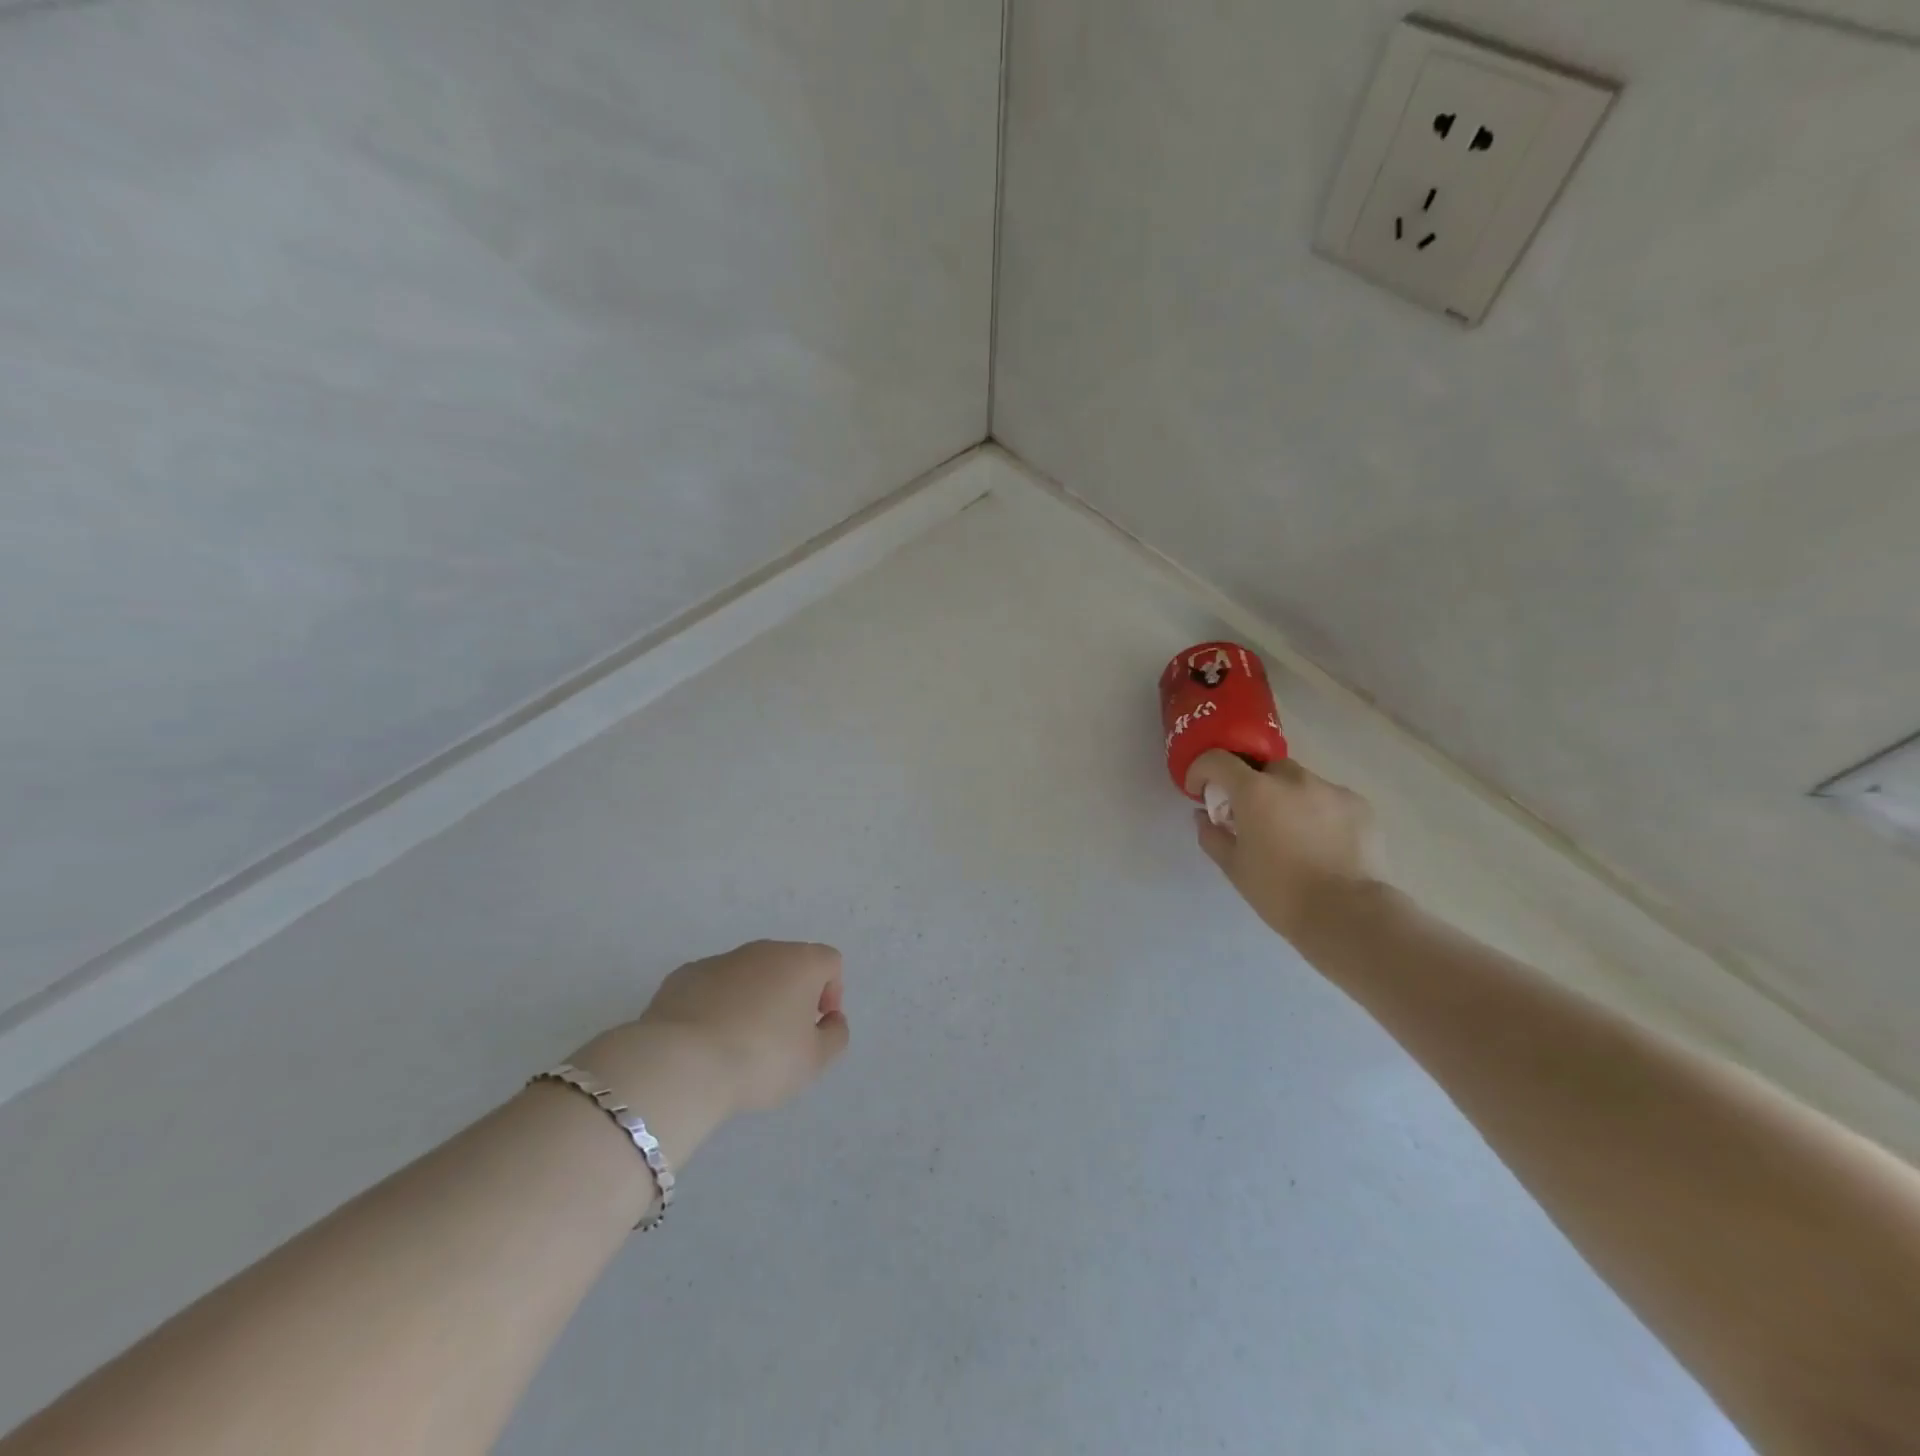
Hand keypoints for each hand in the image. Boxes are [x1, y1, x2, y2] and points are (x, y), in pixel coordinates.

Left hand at [579, 940, 849, 1122]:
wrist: (682, 1063)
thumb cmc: (761, 1059)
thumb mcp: (814, 1061)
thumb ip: (834, 1036)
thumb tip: (831, 1020)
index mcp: (800, 962)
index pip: (829, 962)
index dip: (831, 993)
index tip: (816, 1028)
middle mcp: (763, 950)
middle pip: (788, 964)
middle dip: (790, 995)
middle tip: (780, 1039)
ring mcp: (720, 960)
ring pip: (747, 974)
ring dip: (752, 999)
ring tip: (738, 1044)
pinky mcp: (683, 976)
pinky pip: (712, 987)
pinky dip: (715, 1006)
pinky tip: (705, 1041)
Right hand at [1186, 751, 1381, 942]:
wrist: (1348, 914)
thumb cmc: (1280, 892)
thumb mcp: (1233, 867)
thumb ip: (1212, 835)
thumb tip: (1204, 815)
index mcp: (1255, 791)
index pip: (1217, 760)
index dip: (1202, 771)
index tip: (1201, 792)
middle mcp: (1292, 779)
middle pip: (1263, 769)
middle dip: (1251, 786)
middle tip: (1251, 817)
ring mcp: (1330, 789)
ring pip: (1299, 782)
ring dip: (1287, 798)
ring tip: (1292, 833)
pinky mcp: (1359, 805)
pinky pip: (1329, 799)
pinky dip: (1318, 812)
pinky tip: (1323, 843)